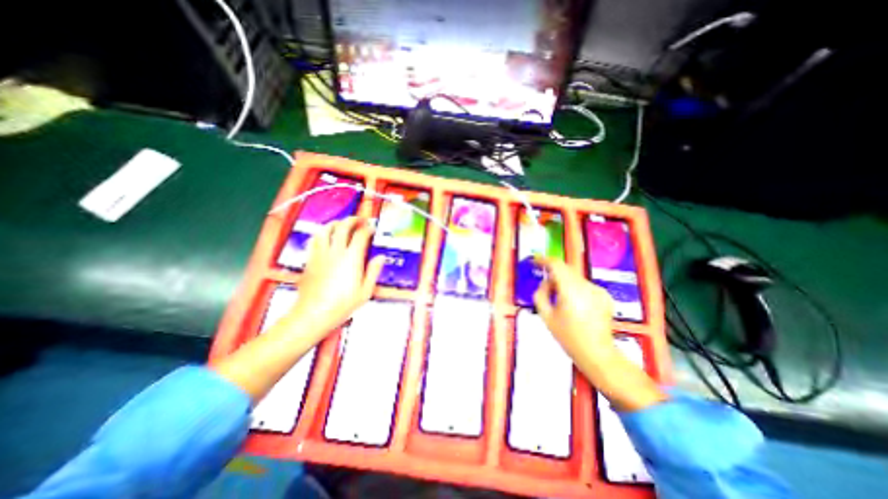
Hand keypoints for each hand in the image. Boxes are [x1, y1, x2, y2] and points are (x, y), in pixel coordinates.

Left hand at [292, 219, 385, 342]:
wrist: (314, 314)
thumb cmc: (343, 304)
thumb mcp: (365, 291)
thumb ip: (373, 271)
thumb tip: (381, 257)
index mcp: (352, 258)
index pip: (360, 235)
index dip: (368, 229)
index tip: (372, 229)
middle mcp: (336, 251)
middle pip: (343, 227)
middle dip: (353, 220)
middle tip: (360, 220)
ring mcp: (320, 254)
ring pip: (326, 230)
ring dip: (336, 223)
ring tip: (342, 224)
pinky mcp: (310, 259)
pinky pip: (315, 240)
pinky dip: (322, 233)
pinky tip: (325, 236)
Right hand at [534, 258, 619, 362]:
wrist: (597, 353)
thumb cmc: (568, 337)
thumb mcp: (546, 316)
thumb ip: (541, 295)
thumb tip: (545, 283)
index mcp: (571, 291)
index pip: (556, 265)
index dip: (544, 260)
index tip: (534, 261)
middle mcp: (586, 286)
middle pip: (566, 269)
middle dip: (553, 273)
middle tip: (545, 285)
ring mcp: (598, 290)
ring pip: (575, 277)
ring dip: (564, 282)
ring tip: (559, 300)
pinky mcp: (605, 296)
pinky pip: (584, 285)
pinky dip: (575, 288)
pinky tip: (574, 305)